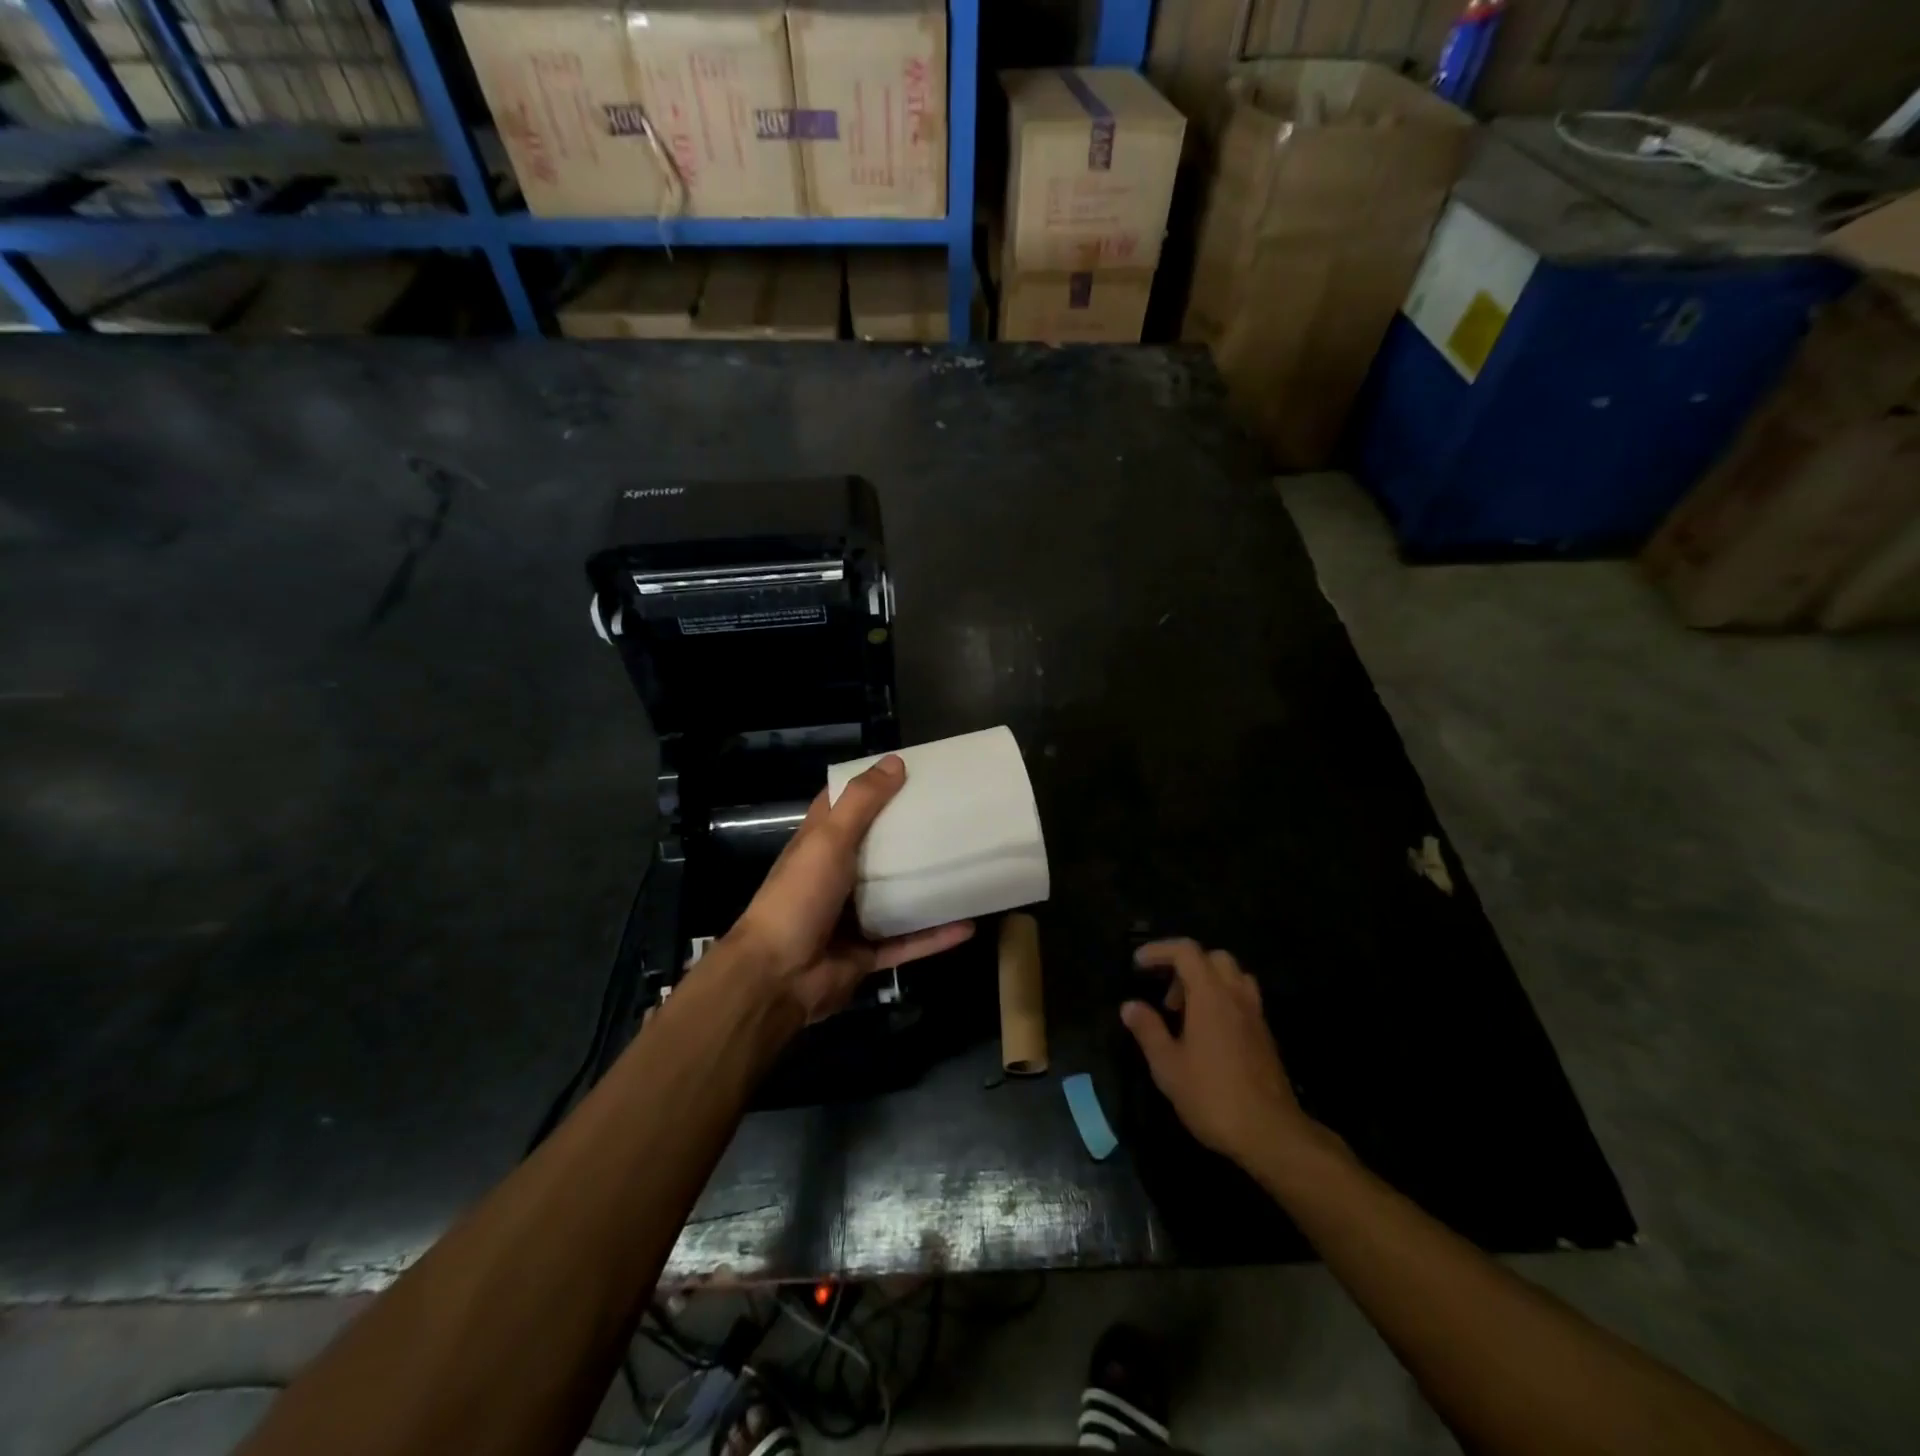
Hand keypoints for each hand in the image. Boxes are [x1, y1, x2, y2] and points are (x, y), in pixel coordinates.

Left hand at [720, 754, 974, 1022]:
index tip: (908, 773)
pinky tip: (968, 925)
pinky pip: (907, 942)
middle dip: (908, 835)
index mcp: (819, 846)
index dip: (871, 788)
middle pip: (876, 850)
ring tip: (965, 867)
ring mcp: (852, 918)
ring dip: (926, 887)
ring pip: (896, 898)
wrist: (778, 977)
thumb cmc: (799, 897)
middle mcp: (835, 878)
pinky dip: (935, 936)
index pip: (843, 806)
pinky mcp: (867, 954)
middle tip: (950, 816)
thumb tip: (896, 762)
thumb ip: (861, 802)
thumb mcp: (828, 840)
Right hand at [1120, 939, 1312, 1166]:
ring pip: (1233, 976)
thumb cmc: (1212, 1096)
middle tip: (1167, 998)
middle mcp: (1236, 995)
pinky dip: (1223, 999)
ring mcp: (1255, 1014)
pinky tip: (1208, 1032)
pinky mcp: (1265, 1035)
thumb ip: (1148, 1030)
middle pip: (1212, 957)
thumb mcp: (1167, 1066)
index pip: (1186, 951)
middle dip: (1185, 966)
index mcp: (1210, 995)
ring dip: (1207, 981)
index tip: (1138, 964)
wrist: (1270, 1133)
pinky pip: (1243, 998)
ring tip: (1188, 1012)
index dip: (1159, 950)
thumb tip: (1130, 1006)